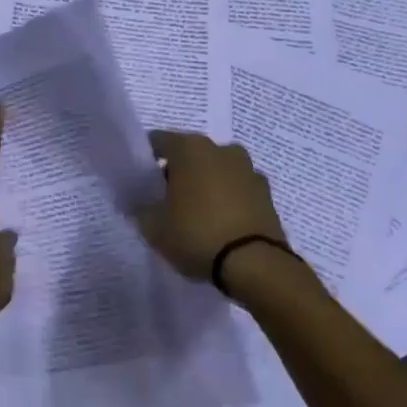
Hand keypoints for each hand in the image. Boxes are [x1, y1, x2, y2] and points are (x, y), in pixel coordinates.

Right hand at [136, 130, 290, 282]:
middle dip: (178, 172)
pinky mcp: (267, 194)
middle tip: (166, 199)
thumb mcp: (154, 226)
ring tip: (195, 213)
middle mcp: (220, 150)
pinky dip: (227, 200)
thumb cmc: (196, 234)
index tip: (140, 181)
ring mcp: (248, 170)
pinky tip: (219, 223)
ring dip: (206, 184)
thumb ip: (142, 208)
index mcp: (189, 148)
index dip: (146, 159)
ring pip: (216, 170)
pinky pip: (237, 190)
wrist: (255, 265)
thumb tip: (140, 203)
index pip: (158, 141)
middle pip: (190, 154)